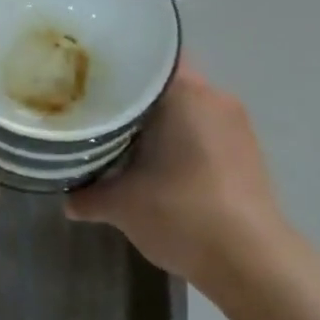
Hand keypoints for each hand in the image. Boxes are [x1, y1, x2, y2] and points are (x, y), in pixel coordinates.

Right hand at [65, 60, 286, 290]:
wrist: (251, 262)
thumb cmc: (183, 214)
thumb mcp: (123, 205)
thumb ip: (89, 195)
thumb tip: (68, 200)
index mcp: (187, 94)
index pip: (150, 57)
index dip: (118, 65)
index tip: (90, 78)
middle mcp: (216, 98)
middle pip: (167, 82)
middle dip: (134, 96)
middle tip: (98, 110)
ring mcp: (236, 125)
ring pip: (187, 108)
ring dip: (158, 121)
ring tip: (122, 140)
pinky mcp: (246, 152)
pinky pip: (204, 129)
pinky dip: (180, 138)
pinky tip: (157, 165)